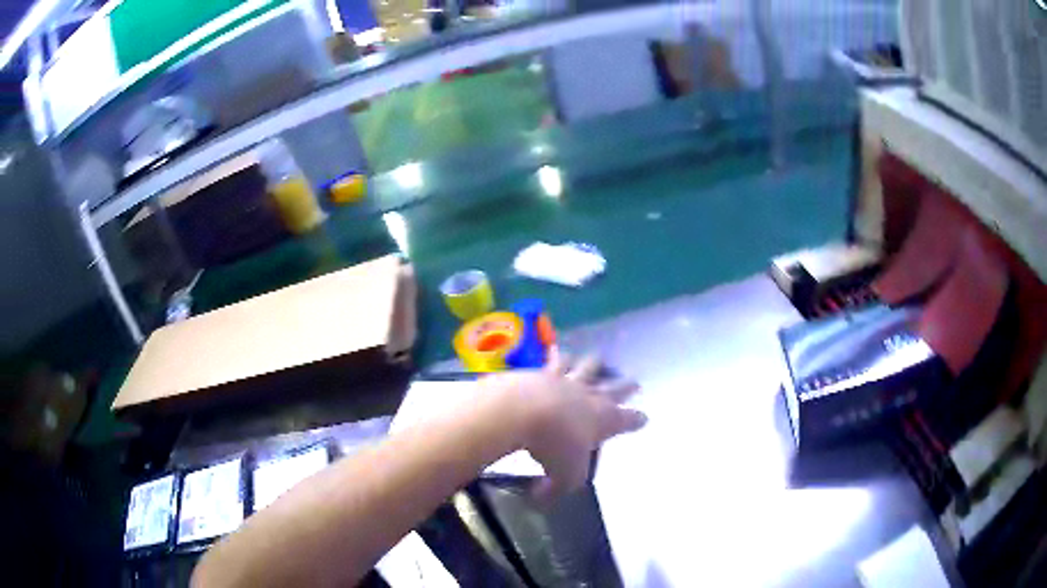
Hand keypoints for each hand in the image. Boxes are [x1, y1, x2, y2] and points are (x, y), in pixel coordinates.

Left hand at [487, 347, 646, 498]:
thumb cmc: (554, 445)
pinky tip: (555, 349)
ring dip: (593, 364)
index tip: (645, 418)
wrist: (523, 409)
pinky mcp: (543, 371)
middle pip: (614, 386)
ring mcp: (567, 380)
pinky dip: (557, 355)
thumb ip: (554, 489)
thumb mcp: (562, 477)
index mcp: (604, 420)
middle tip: (635, 381)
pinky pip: (554, 360)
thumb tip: (540, 497)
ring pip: (587, 366)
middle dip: (625, 385)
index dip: (637, 420)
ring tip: (596, 358)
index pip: (628, 420)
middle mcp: (590, 396)